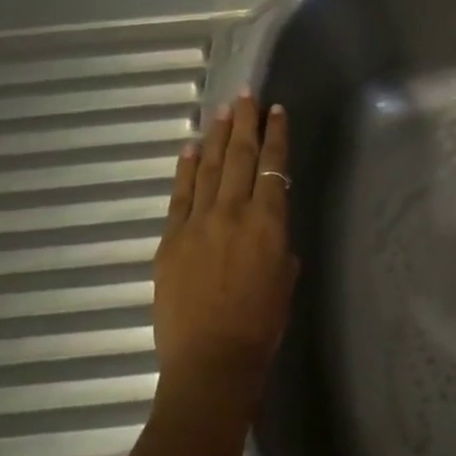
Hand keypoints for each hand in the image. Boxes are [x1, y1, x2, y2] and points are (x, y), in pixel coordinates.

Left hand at [153, 92, 298, 402]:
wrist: (212, 360)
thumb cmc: (262, 324)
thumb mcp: (285, 277)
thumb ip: (277, 244)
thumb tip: (267, 230)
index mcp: (268, 223)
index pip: (274, 166)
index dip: (276, 136)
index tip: (276, 111)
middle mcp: (233, 213)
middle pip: (240, 157)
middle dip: (245, 123)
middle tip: (246, 96)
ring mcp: (197, 224)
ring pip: (209, 169)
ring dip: (216, 137)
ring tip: (222, 111)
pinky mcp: (171, 240)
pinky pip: (179, 196)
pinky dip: (186, 169)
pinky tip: (191, 149)